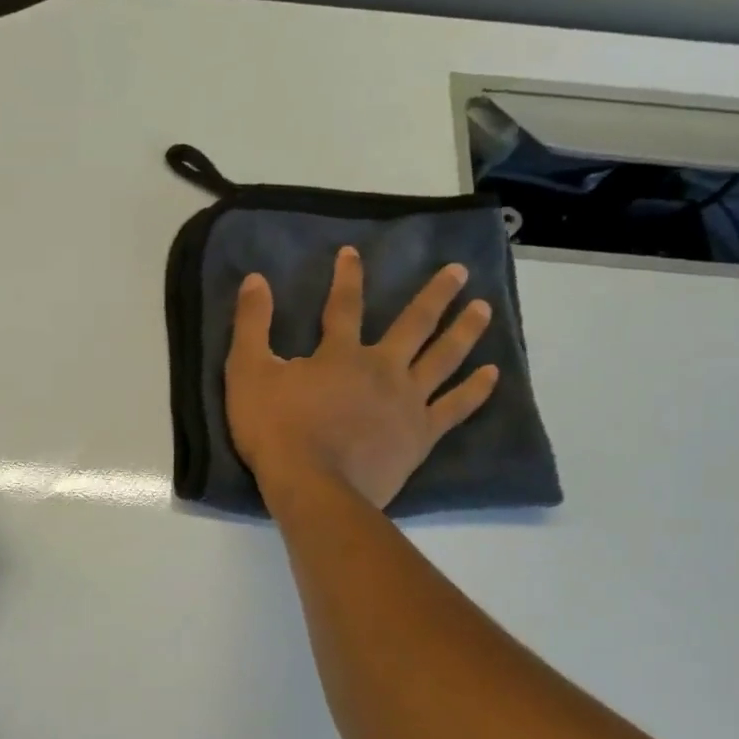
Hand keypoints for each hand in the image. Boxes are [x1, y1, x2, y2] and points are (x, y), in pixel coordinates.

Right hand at [225, 249, 498, 508]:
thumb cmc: (275, 430)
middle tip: (459, 271)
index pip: (345, 305)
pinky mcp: (420, 435)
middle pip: (414, 324)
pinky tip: (491, 374)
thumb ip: (251, 324)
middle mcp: (382, 368)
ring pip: (443, 358)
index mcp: (340, 354)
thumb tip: (255, 279)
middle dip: (435, 295)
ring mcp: (407, 402)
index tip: (353, 252)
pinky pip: (453, 408)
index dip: (347, 277)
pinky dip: (474, 390)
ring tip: (483, 308)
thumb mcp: (247, 372)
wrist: (312, 486)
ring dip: (464, 331)